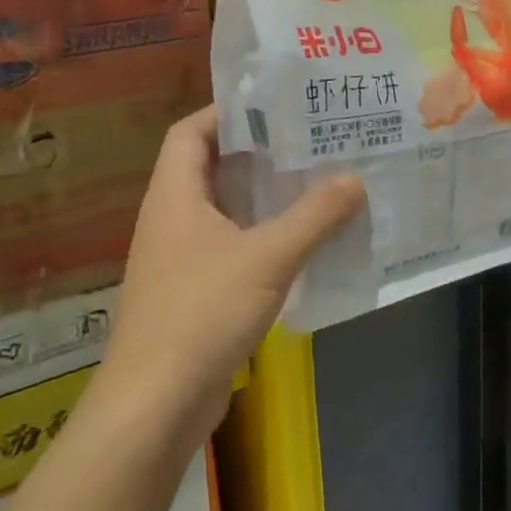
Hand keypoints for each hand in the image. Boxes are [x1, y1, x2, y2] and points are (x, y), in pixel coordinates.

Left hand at [96, 106, 364, 438]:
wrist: (156, 404)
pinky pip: (231, 249)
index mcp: (174, 196)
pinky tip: (303, 244)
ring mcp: (180, 260)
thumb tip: (354, 179)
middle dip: (258, 154)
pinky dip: (264, 238)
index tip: (276, 106)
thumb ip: (314, 216)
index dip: (227, 113)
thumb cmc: (202, 313)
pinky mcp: (193, 294)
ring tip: (317, 184)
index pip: (191, 132)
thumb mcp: (268, 257)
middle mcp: (171, 220)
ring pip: (225, 212)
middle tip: (312, 142)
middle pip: (211, 169)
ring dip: (265, 199)